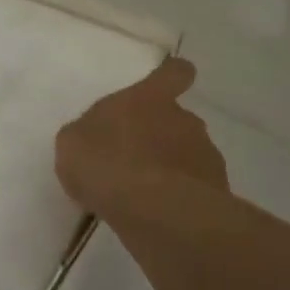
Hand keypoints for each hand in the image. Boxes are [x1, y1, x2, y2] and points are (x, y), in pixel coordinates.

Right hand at [54, 57, 226, 215]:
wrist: (154, 212)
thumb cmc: (107, 163)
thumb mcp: (73, 143)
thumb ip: (87, 134)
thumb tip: (95, 138)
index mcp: (149, 99)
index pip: (174, 73)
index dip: (171, 76)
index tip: (166, 85)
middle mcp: (183, 119)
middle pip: (177, 120)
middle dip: (161, 137)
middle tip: (133, 161)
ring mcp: (206, 155)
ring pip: (189, 156)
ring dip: (171, 170)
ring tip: (144, 197)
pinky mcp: (217, 192)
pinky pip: (196, 190)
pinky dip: (180, 199)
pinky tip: (158, 216)